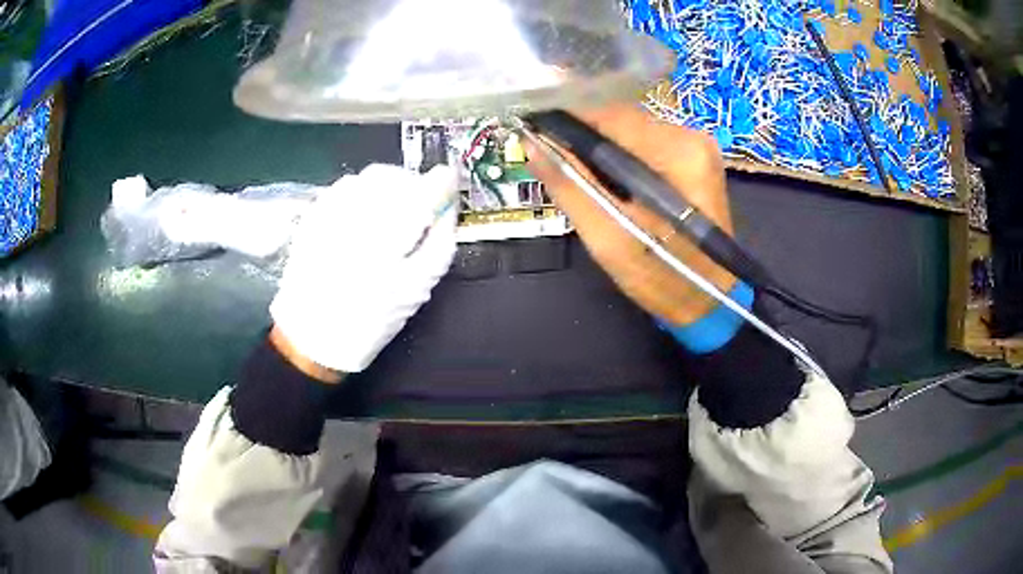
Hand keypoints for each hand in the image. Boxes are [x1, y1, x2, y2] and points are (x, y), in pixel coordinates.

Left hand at [270, 164, 457, 377]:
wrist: (311, 336)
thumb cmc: (369, 319)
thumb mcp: (416, 288)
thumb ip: (440, 242)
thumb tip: (450, 208)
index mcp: (387, 238)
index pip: (424, 190)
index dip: (442, 182)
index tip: (450, 183)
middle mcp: (355, 215)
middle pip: (396, 176)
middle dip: (415, 186)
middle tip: (422, 209)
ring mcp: (329, 210)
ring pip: (370, 177)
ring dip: (389, 186)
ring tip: (392, 214)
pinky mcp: (313, 214)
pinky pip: (346, 185)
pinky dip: (364, 191)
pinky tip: (365, 216)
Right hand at [522, 104, 735, 325]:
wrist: (708, 302)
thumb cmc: (661, 277)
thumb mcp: (607, 236)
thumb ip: (569, 185)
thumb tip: (531, 144)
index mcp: (677, 153)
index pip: (609, 118)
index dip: (567, 126)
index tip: (536, 140)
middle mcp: (692, 138)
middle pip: (622, 121)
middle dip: (585, 140)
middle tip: (558, 166)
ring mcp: (697, 147)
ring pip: (632, 131)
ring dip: (603, 149)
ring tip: (584, 179)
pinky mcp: (696, 159)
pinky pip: (647, 145)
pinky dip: (623, 158)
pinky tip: (613, 183)